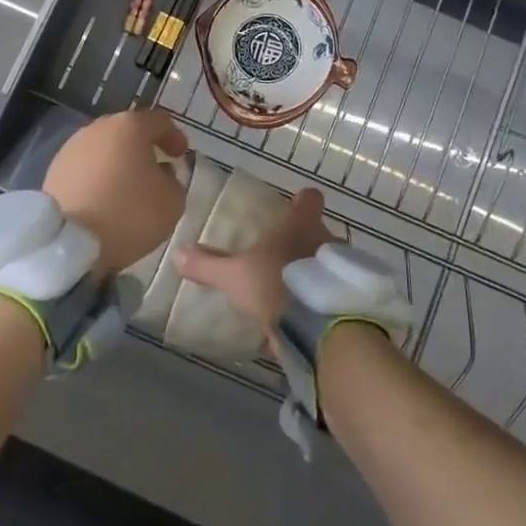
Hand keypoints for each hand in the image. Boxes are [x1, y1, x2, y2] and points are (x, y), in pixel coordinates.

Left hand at [44, 109, 189, 274]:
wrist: (68, 244)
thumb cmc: (128, 214)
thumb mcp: (171, 202)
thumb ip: (175, 181)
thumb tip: (162, 173)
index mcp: (130, 126)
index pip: (159, 121)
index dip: (174, 136)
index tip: (181, 155)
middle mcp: (99, 128)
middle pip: (128, 131)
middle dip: (143, 147)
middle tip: (156, 168)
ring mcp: (72, 147)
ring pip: (104, 148)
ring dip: (118, 162)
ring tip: (127, 188)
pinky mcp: (54, 170)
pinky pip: (85, 167)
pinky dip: (98, 177)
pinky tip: (104, 198)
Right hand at [175, 186, 336, 338]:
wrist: (320, 327)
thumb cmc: (276, 283)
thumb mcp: (234, 276)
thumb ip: (208, 264)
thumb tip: (178, 252)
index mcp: (301, 223)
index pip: (309, 198)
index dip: (301, 201)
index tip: (294, 206)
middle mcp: (326, 238)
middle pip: (318, 232)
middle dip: (304, 242)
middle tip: (284, 257)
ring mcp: (341, 269)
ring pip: (327, 263)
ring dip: (314, 273)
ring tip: (293, 292)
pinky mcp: (347, 298)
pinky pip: (331, 295)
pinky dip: (319, 303)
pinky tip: (302, 321)